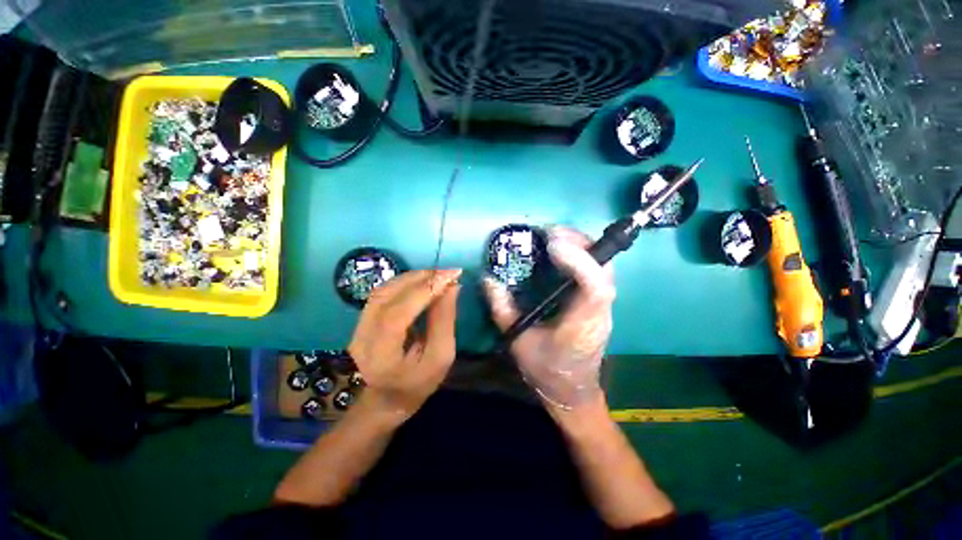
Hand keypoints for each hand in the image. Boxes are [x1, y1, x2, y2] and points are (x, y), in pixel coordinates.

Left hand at [348, 269, 461, 422]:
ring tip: (438, 275)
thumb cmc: (419, 383)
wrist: (388, 398)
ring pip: (384, 289)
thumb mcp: (441, 357)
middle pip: (388, 296)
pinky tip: (423, 282)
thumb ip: (444, 320)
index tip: (451, 276)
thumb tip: (452, 287)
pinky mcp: (362, 319)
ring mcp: (358, 327)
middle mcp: (362, 337)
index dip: (425, 291)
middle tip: (448, 272)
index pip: (398, 314)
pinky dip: (405, 282)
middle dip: (421, 279)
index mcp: (381, 356)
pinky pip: (384, 292)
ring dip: (413, 277)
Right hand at [484, 227, 613, 408]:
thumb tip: (489, 280)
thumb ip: (503, 311)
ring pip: (604, 268)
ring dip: (582, 247)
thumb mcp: (519, 343)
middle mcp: (600, 312)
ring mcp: (603, 307)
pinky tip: (563, 253)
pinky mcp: (599, 304)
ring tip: (555, 237)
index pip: (594, 287)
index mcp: (583, 324)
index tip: (552, 244)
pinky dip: (583, 256)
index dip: (579, 261)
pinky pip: (596, 273)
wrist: (573, 391)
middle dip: (581, 244)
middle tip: (551, 233)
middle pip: (604, 269)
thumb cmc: (547, 370)